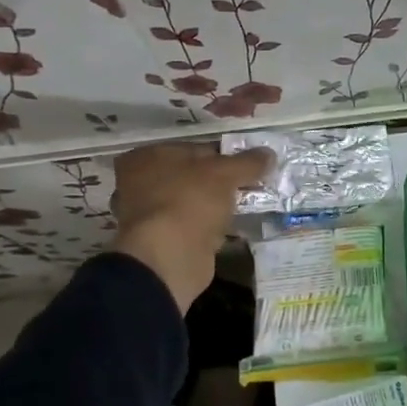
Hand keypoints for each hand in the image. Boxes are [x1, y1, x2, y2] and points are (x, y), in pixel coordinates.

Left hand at [109, 143, 274, 313]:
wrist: (169, 256)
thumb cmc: (190, 201)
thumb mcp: (225, 174)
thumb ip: (248, 162)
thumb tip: (269, 153)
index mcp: (145, 157)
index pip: (193, 149)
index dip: (223, 156)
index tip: (247, 167)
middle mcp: (137, 183)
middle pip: (190, 177)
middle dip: (217, 183)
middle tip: (248, 187)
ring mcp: (146, 216)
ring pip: (190, 203)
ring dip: (212, 207)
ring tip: (241, 208)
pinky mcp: (159, 242)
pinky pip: (190, 228)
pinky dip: (206, 229)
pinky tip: (227, 230)